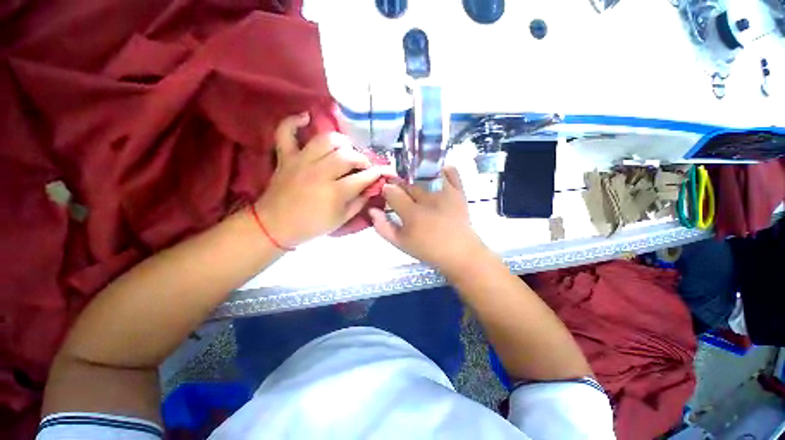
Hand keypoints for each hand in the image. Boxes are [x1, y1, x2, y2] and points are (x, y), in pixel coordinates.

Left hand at [255, 113, 393, 246]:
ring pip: (326, 139)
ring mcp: (301, 162)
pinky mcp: (285, 157)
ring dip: (341, 142)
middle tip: (363, 165)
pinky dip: (294, 122)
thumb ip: (359, 203)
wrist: (275, 226)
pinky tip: (306, 118)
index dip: (377, 173)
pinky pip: (286, 132)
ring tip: (345, 149)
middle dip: (362, 159)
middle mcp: (320, 173)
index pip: (363, 177)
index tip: (383, 171)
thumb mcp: (341, 220)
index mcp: (335, 192)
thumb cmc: (312, 226)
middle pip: (347, 155)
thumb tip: (371, 188)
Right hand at [369, 167, 488, 273]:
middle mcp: (428, 199)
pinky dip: (442, 169)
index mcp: (412, 214)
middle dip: (399, 184)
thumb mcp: (400, 243)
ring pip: (425, 172)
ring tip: (415, 184)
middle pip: (407, 181)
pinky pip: (451, 171)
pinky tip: (435, 176)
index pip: (392, 191)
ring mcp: (445, 192)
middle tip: (402, 193)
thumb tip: (371, 210)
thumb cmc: (427, 249)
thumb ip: (382, 227)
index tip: (387, 195)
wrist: (459, 252)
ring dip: (416, 175)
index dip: (386, 190)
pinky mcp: (459, 190)